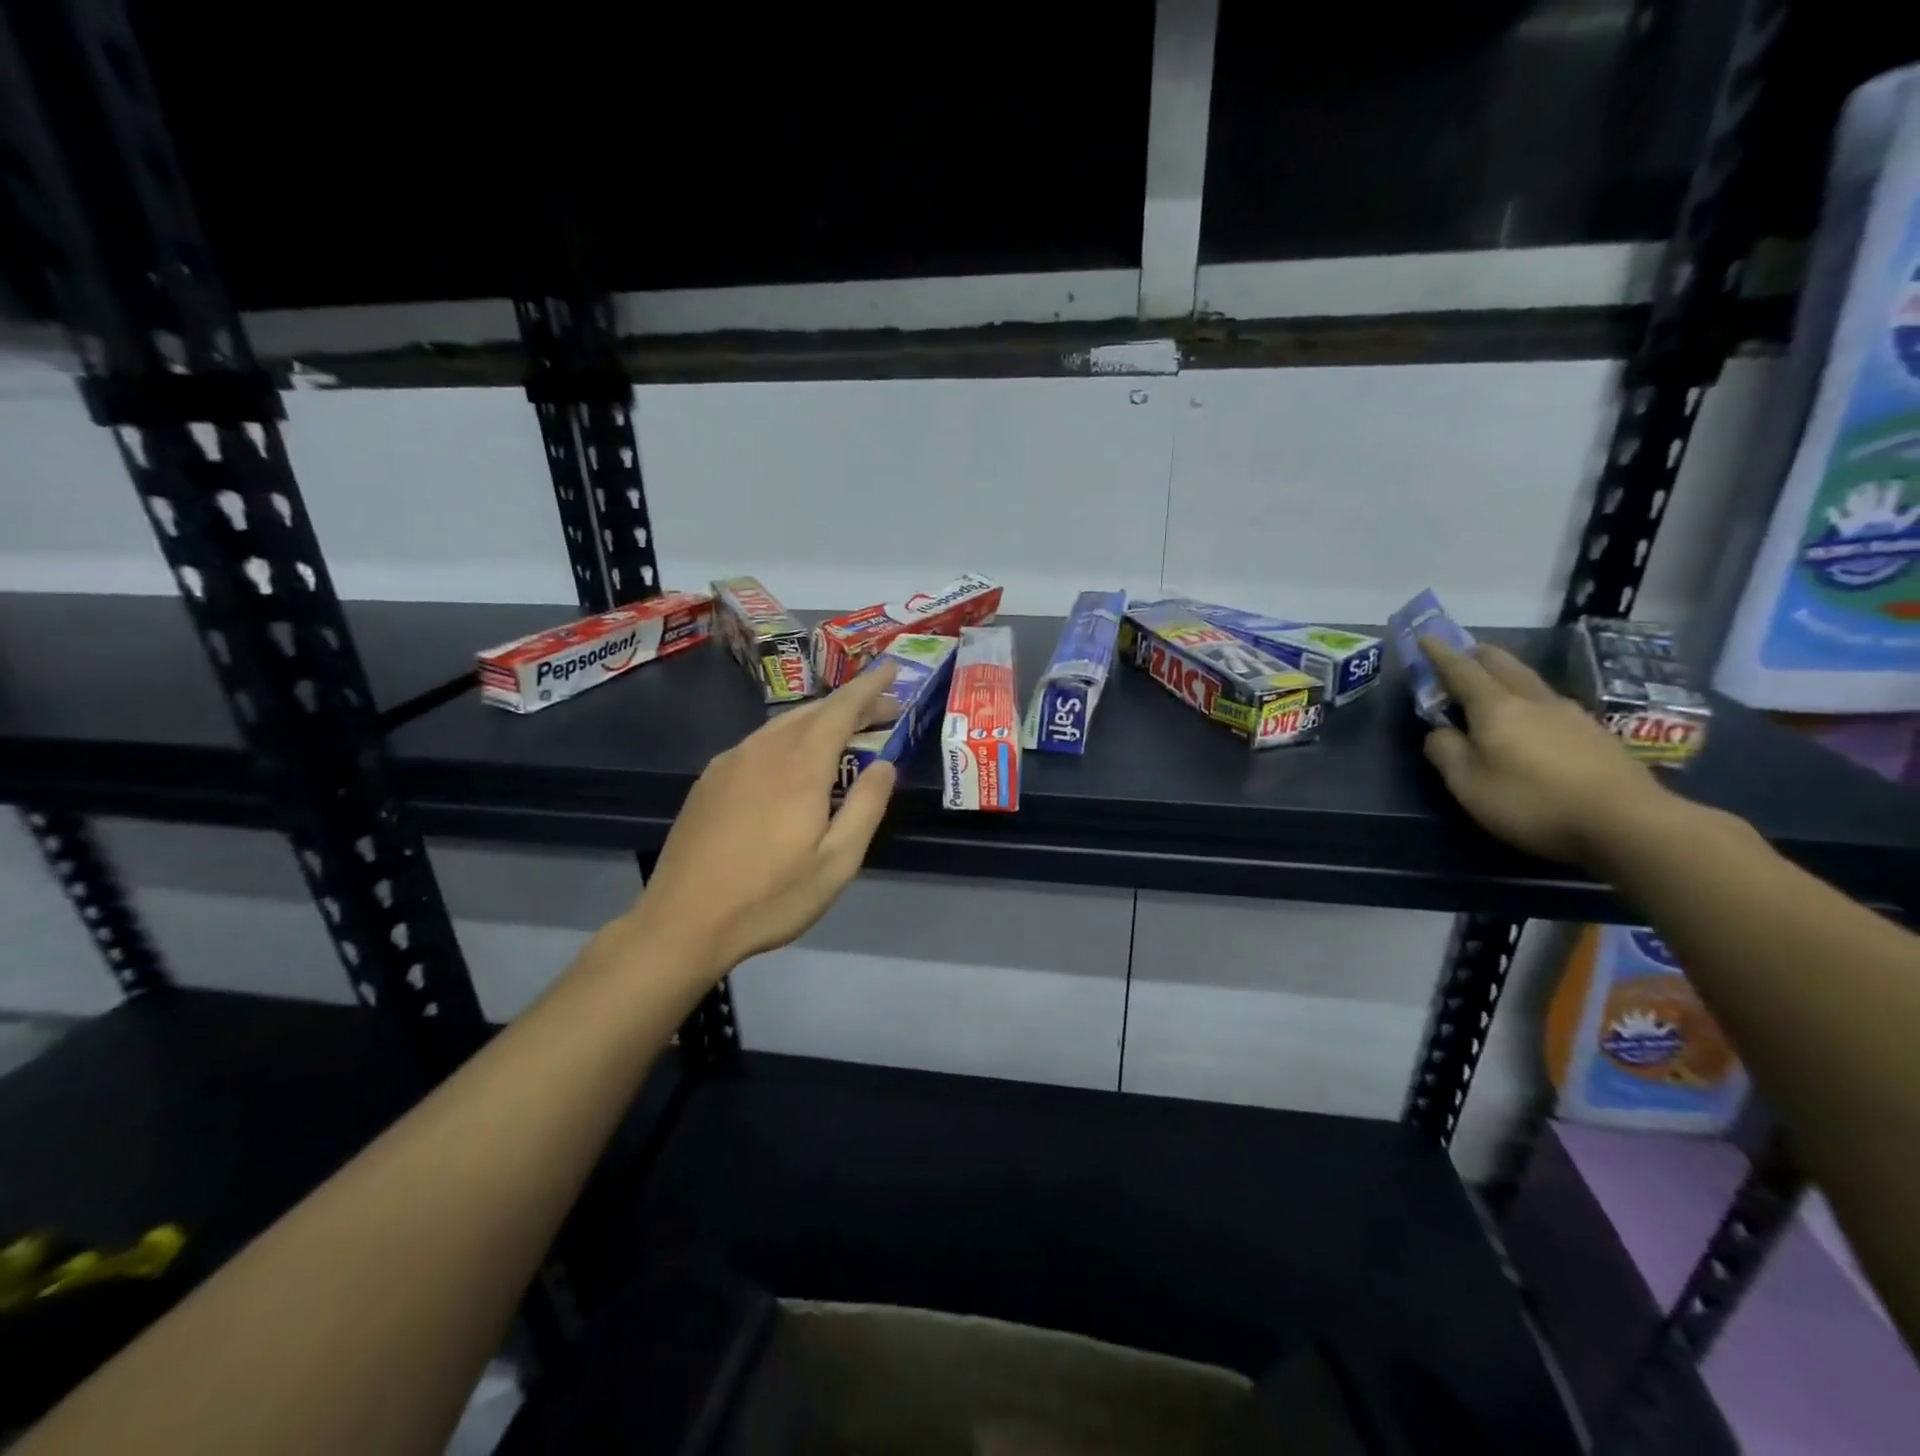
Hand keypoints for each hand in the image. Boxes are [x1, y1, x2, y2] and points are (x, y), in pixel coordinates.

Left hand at [633, 664, 901, 975]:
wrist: (682, 923)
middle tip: (883, 714)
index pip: (842, 709)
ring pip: (783, 725)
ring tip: (844, 736)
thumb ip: (867, 806)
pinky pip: (759, 743)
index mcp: (800, 766)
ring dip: (819, 721)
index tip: (892, 667)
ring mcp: (730, 762)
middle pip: (814, 712)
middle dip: (851, 705)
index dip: (870, 687)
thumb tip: (884, 763)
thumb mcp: (837, 862)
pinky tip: (793, 763)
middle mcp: (764, 750)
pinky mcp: (709, 780)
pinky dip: (788, 738)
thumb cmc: (770, 897)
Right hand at [1419, 637, 1672, 863]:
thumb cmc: (1531, 801)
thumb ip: (1445, 751)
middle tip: (1462, 656)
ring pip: (1531, 682)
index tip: (1426, 637)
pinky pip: (1551, 704)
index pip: (1462, 671)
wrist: (1627, 822)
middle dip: (1478, 656)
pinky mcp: (1596, 735)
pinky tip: (1533, 719)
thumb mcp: (1468, 783)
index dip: (1440, 654)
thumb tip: (1439, 731)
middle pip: (1503, 664)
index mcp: (1496, 708)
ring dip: (1507, 676)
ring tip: (1495, 686)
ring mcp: (1571, 715)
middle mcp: (1534, 701)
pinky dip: (1530, 700)